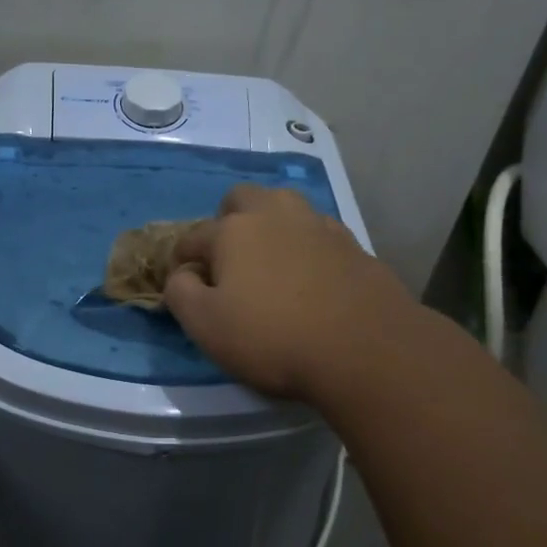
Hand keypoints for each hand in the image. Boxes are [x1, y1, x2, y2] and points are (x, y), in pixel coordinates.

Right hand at [163, 185, 429, 402]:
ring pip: (284, 207)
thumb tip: (183, 274)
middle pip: (241, 198)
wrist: (366, 348)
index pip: (193, 236)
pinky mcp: (353, 245)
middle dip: (227, 220)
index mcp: (233, 230)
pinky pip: (317, 233)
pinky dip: (305, 245)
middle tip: (228, 259)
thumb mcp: (206, 326)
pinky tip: (310, 276)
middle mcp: (274, 215)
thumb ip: (180, 293)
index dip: (181, 260)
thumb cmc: (273, 337)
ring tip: (270, 262)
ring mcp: (318, 225)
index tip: (183, 283)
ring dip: (270, 225)